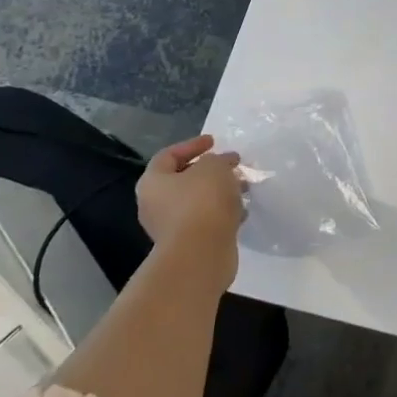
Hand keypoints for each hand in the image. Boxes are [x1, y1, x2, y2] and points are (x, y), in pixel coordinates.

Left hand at [136, 134, 243, 259]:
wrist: (201, 254)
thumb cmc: (202, 202)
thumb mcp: (214, 167)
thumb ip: (219, 160)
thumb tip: (223, 164)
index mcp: (153, 182)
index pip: (168, 155)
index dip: (192, 145)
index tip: (215, 142)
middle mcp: (155, 204)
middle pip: (183, 180)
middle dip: (210, 170)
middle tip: (232, 165)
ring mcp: (170, 227)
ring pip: (197, 201)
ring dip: (220, 192)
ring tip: (243, 188)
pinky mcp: (188, 244)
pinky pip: (206, 221)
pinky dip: (222, 213)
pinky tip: (242, 211)